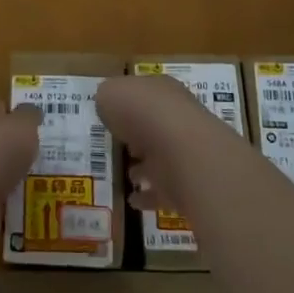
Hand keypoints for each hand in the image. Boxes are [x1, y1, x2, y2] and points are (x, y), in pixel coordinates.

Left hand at [0, 104, 41, 249]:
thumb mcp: (22, 126)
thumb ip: (29, 117)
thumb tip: (31, 112)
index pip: (0, 109)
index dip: (18, 113)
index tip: (39, 121)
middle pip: (0, 141)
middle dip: (20, 147)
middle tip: (47, 154)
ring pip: (1, 171)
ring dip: (17, 176)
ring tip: (46, 182)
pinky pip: (0, 199)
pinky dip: (13, 202)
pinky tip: (31, 206)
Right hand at [96, 74, 252, 219]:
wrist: (180, 151)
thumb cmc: (141, 112)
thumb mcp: (109, 93)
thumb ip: (107, 97)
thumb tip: (109, 106)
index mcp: (161, 91)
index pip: (145, 93)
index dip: (129, 102)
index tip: (113, 115)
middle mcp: (177, 118)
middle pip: (156, 125)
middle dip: (140, 136)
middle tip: (121, 146)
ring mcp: (184, 151)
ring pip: (162, 158)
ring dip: (146, 168)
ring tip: (128, 176)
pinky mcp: (187, 183)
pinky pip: (164, 190)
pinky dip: (149, 196)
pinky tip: (133, 201)